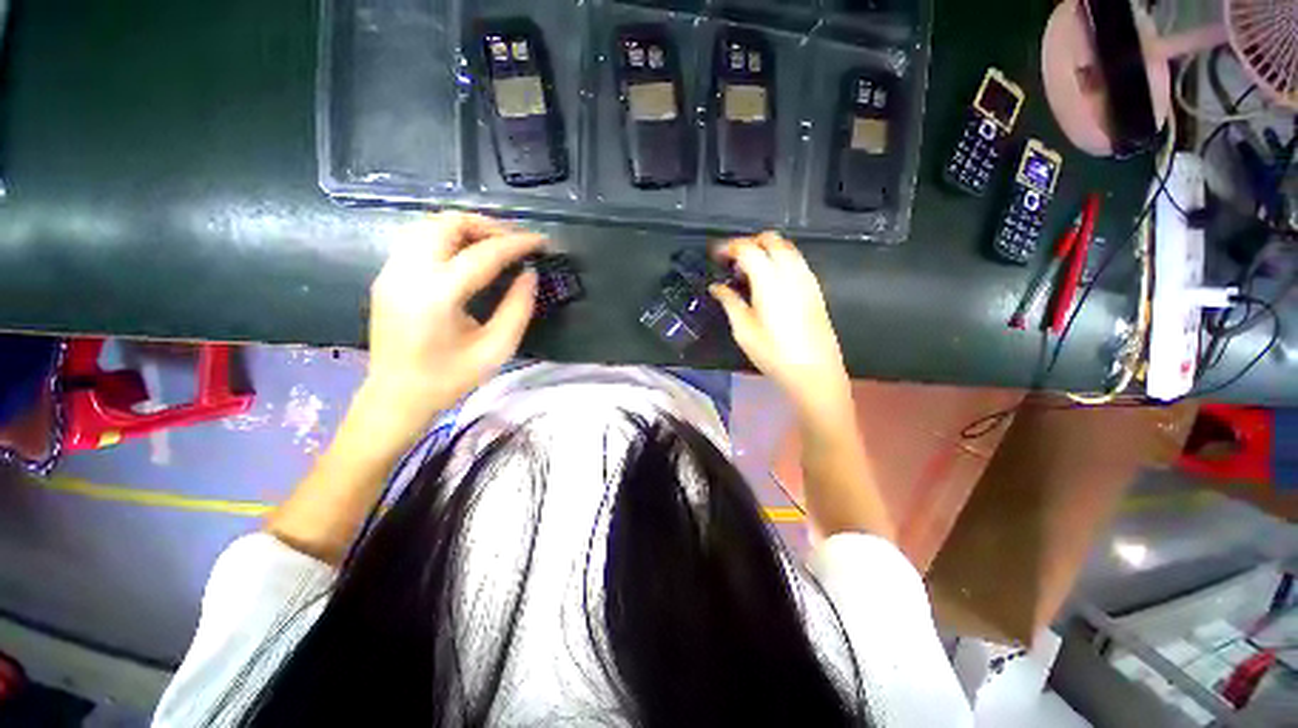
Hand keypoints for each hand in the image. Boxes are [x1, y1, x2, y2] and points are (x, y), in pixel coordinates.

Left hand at [363, 212, 543, 435]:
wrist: (396, 396)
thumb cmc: (450, 378)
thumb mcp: (497, 348)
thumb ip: (519, 308)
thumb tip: (530, 274)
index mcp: (438, 296)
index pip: (483, 254)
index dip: (517, 244)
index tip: (541, 241)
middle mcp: (408, 273)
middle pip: (448, 224)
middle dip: (488, 226)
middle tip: (515, 243)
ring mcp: (391, 271)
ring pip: (429, 224)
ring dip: (466, 228)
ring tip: (494, 245)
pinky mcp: (386, 275)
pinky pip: (417, 238)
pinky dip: (447, 236)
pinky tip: (466, 254)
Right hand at [710, 232, 851, 420]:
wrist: (814, 372)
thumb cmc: (774, 354)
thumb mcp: (744, 330)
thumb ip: (729, 302)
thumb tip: (716, 287)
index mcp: (770, 281)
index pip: (748, 248)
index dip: (729, 247)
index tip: (716, 255)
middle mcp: (791, 272)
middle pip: (770, 239)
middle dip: (748, 243)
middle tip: (731, 262)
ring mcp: (807, 278)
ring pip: (786, 247)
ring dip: (765, 249)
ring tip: (747, 271)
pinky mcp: (815, 288)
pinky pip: (796, 260)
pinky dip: (779, 259)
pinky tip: (769, 280)